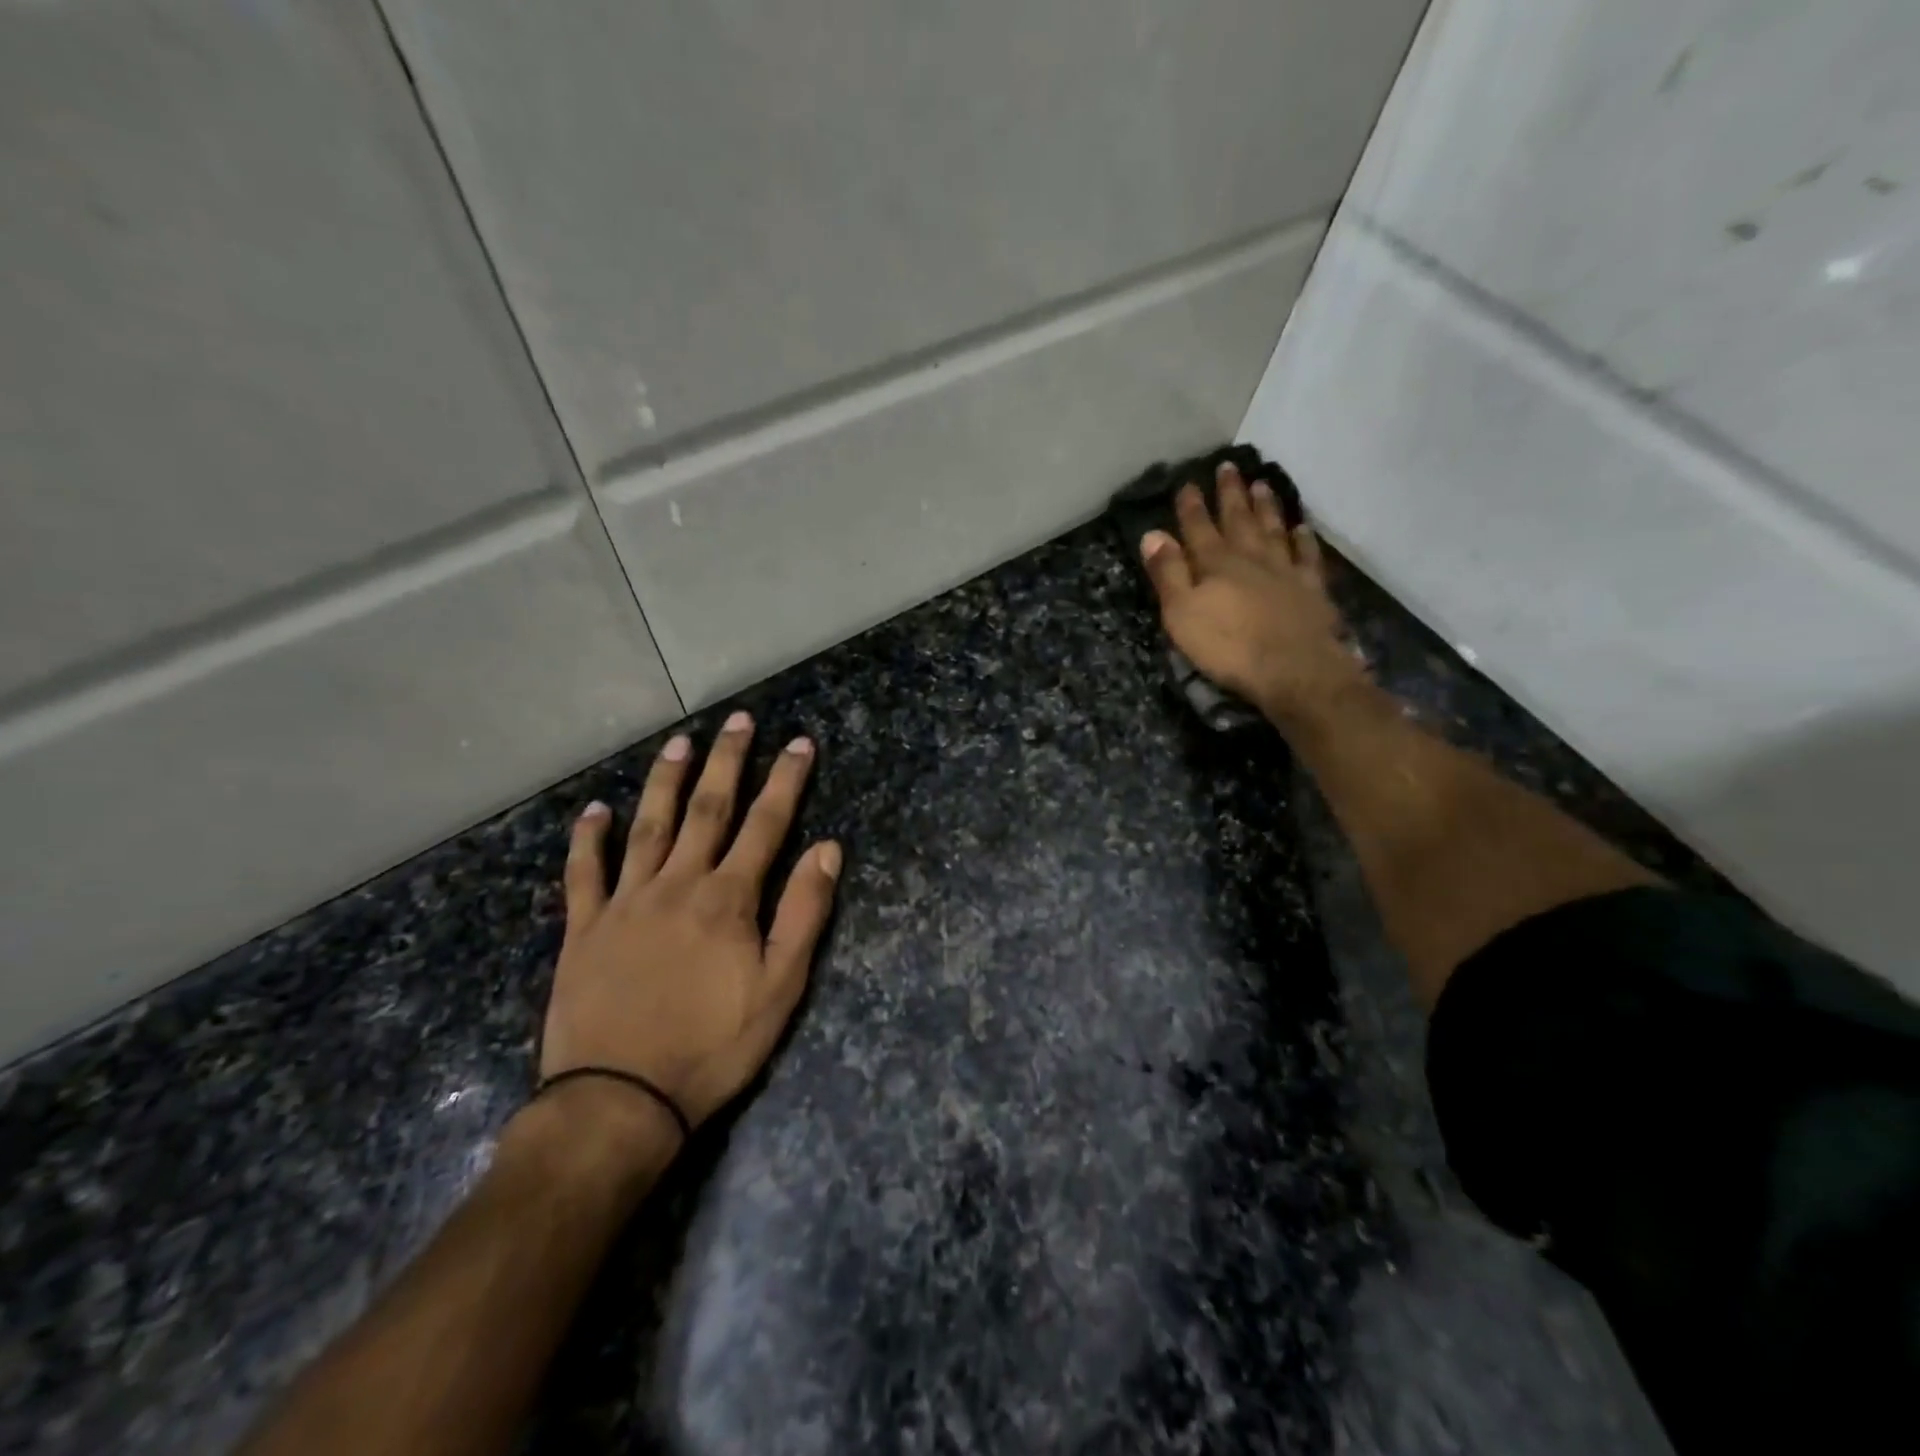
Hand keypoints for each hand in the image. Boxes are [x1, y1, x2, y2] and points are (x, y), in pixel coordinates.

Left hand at [539, 712, 841, 1139]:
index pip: (766, 824)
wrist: (619, 1100)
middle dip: (727, 761)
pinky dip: (589, 839)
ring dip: (665, 780)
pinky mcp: (584, 929)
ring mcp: (625, 902)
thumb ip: (804, 913)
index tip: (799, 742)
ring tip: (679, 742)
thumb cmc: (712, 1046)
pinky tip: (595, 810)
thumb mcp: (780, 987)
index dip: (785, 780)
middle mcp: (677, 884)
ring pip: (647, 826)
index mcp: (728, 898)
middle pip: (706, 809)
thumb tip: (829, 849)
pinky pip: (584, 873)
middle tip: (738, 720)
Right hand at [1140, 461, 1363, 725]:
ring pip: (1274, 530)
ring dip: (1266, 507)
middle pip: (1238, 520)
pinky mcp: (1311, 590)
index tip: (1188, 483)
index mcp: (1216, 564)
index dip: (1191, 507)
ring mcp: (1285, 571)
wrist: (1293, 669)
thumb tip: (1152, 534)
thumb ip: (1168, 573)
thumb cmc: (1228, 646)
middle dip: (1230, 494)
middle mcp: (1251, 558)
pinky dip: (1304, 539)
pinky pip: (1307, 557)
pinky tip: (1302, 527)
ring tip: (1262, 484)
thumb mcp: (1182, 614)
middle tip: (1229, 466)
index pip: (1198, 529)